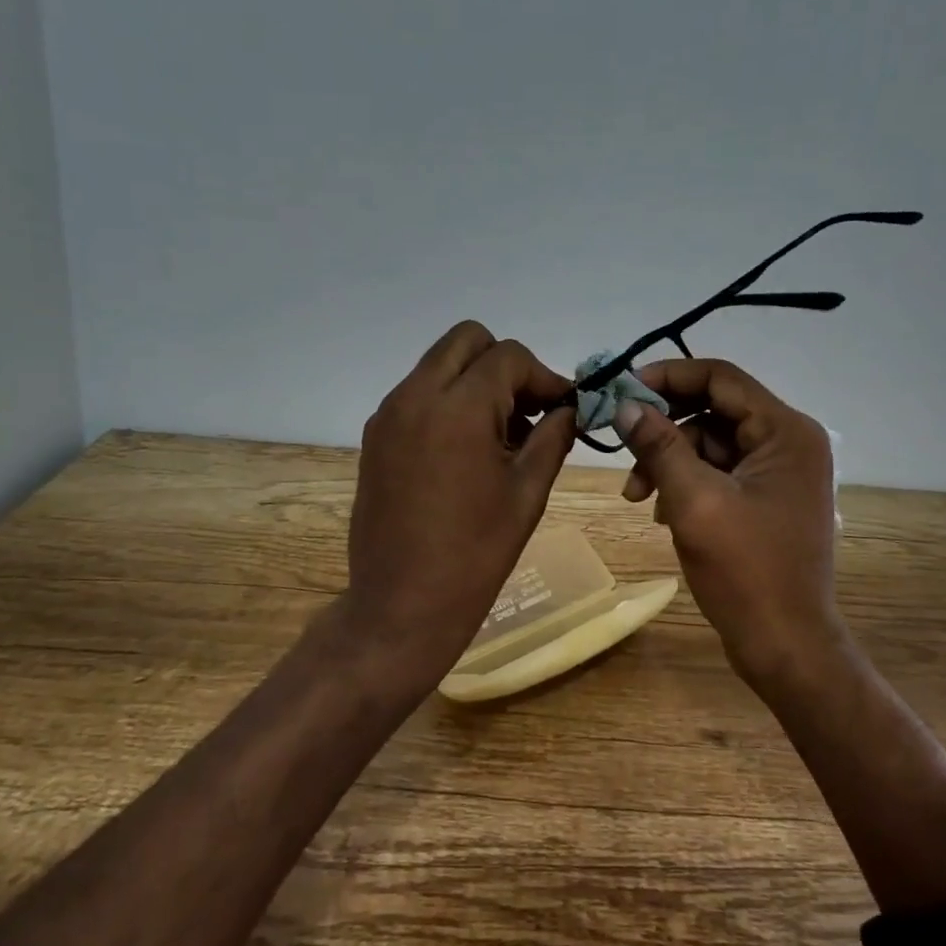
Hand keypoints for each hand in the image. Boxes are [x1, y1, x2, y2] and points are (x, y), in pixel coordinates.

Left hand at [344, 321, 576, 686]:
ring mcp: (389, 414)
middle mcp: (415, 396)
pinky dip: (448, 402)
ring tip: (501, 435)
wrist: (401, 606)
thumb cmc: (475, 554)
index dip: (544, 376)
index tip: (563, 408)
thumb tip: (570, 408)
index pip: (508, 356)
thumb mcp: (528, 492)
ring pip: (439, 364)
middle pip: (467, 340)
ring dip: (475, 381)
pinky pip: (418, 393)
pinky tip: (467, 450)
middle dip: (505, 365)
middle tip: (528, 410)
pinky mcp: (376, 436)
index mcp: (458, 407)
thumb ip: (553, 436)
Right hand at [613, 359, 848, 687]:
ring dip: (669, 460)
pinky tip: (661, 511)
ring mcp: (779, 471)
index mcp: (785, 432)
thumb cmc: (746, 572)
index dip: (667, 377)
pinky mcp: (766, 496)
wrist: (786, 646)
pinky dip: (685, 482)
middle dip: (663, 428)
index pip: (719, 377)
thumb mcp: (694, 501)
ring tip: (637, 495)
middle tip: (622, 447)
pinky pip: (718, 470)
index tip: (621, 391)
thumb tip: (624, 404)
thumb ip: (659, 445)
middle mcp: (788, 441)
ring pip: (710, 442)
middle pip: (712, 409)